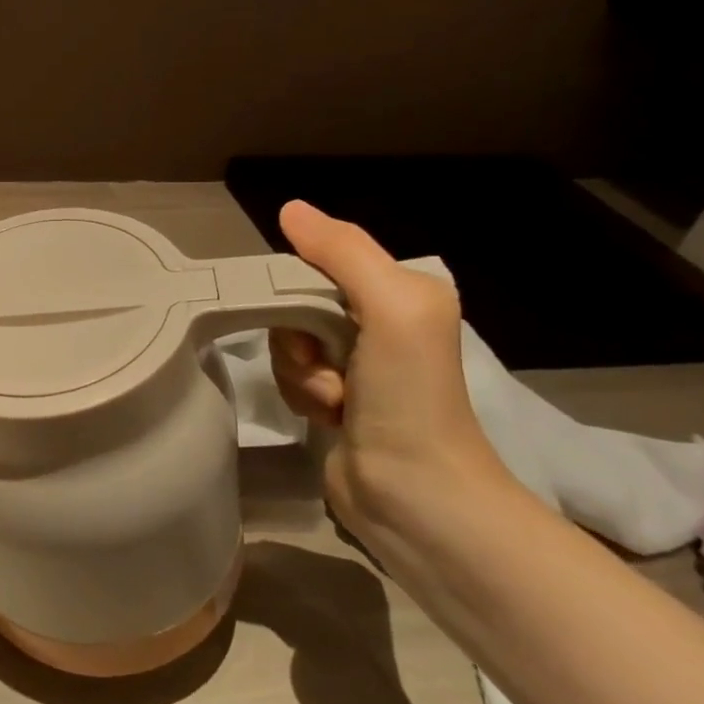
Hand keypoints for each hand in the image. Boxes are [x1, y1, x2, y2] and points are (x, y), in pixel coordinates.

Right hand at [268, 200, 510, 538]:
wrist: (415, 495)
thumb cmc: (409, 395)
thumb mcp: (392, 307)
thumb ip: (343, 252)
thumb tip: (289, 208)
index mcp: (399, 292)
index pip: (321, 262)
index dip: (297, 284)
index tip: (298, 314)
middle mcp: (379, 322)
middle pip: (297, 303)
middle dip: (299, 336)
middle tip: (325, 364)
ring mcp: (356, 365)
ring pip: (288, 342)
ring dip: (300, 372)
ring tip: (334, 400)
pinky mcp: (335, 400)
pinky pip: (291, 376)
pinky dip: (301, 395)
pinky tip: (329, 416)